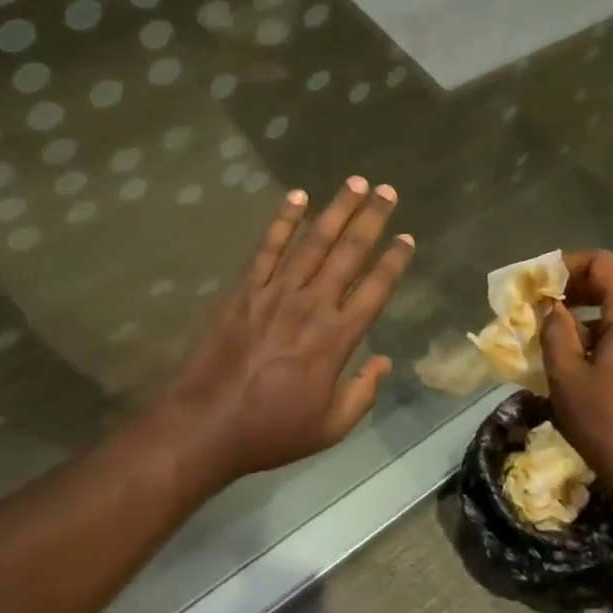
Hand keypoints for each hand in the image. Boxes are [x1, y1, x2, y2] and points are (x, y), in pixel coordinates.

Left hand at [160, 177, 413, 485]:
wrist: (206, 424)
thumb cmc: (272, 429)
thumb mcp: (330, 427)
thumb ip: (363, 393)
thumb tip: (385, 362)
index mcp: (337, 337)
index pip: (375, 288)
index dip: (394, 261)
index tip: (407, 237)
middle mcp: (313, 304)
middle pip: (349, 252)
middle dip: (372, 218)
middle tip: (388, 191)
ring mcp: (277, 291)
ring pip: (314, 241)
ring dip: (337, 209)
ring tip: (356, 183)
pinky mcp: (247, 288)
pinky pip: (268, 247)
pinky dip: (283, 220)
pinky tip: (297, 196)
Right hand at [539, 249, 612, 514]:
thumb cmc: (611, 428)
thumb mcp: (567, 378)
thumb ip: (555, 331)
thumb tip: (551, 307)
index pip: (602, 262)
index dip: (567, 265)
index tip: (539, 286)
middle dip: (576, 289)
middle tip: (544, 310)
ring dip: (592, 314)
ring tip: (563, 341)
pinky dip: (611, 334)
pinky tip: (591, 367)